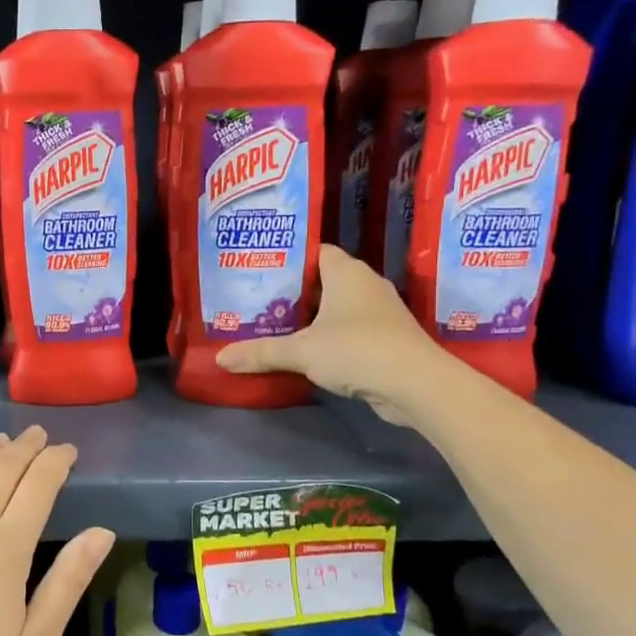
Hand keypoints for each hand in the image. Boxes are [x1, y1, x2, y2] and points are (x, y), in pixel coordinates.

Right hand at [217, 244, 454, 425]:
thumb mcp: (301, 351)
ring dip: (313, 316)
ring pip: (338, 306)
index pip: (317, 251)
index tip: (262, 270)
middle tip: (260, 301)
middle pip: (324, 280)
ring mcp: (380, 312)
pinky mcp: (387, 338)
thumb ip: (261, 352)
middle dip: (295, 291)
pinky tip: (308, 351)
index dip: (291, 258)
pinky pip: (350, 329)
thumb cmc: (356, 350)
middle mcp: (366, 284)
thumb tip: (220, 358)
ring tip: (276, 325)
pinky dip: (330, 336)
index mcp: (346, 272)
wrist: (415, 384)